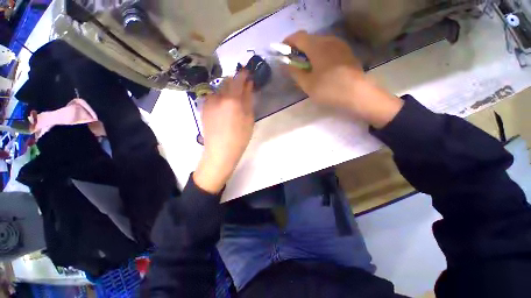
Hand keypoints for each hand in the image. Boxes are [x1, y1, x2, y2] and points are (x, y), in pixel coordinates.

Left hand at [193, 71, 254, 193]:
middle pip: (227, 81)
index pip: (238, 79)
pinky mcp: (204, 107)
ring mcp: (209, 101)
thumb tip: (249, 84)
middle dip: (235, 82)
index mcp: (232, 99)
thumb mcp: (249, 118)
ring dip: (227, 90)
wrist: (221, 150)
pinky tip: (224, 107)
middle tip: (242, 89)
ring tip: (233, 101)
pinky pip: (213, 96)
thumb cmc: (240, 136)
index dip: (243, 74)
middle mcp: (218, 96)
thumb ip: (248, 99)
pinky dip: (220, 97)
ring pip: (219, 89)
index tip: (247, 73)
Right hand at [284, 31, 402, 127]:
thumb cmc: (328, 89)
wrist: (357, 93)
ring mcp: (339, 45)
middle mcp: (328, 40)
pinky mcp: (346, 52)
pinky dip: (320, 54)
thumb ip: (295, 72)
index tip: (282, 50)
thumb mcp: (307, 84)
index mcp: (317, 46)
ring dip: (309, 52)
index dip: (288, 42)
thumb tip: (287, 64)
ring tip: (306, 66)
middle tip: (293, 61)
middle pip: (309, 39)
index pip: (298, 37)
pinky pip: (328, 48)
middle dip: (298, 48)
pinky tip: (320, 67)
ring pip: (319, 44)